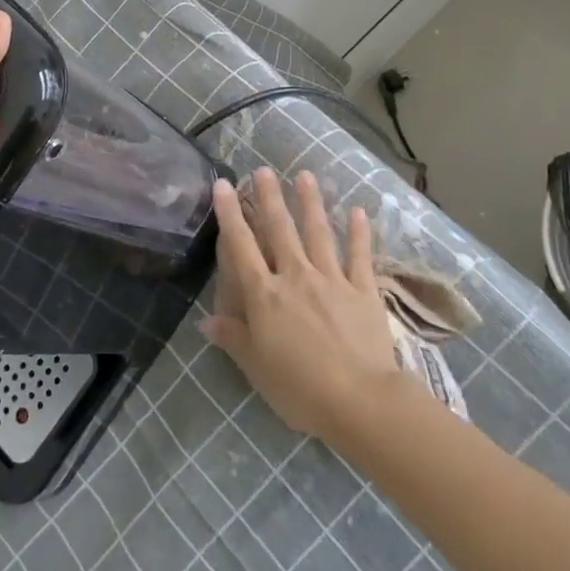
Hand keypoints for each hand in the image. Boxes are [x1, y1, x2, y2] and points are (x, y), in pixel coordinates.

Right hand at [200, 168, 404, 442]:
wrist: (360, 401)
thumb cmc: (299, 388)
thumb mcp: (256, 367)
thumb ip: (233, 338)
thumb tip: (205, 321)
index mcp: (265, 295)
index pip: (241, 246)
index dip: (229, 214)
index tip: (222, 184)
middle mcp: (295, 277)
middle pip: (279, 230)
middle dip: (269, 197)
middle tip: (262, 170)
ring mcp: (332, 280)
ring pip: (318, 233)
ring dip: (310, 202)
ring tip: (305, 175)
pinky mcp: (364, 291)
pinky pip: (360, 256)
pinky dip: (359, 233)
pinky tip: (357, 210)